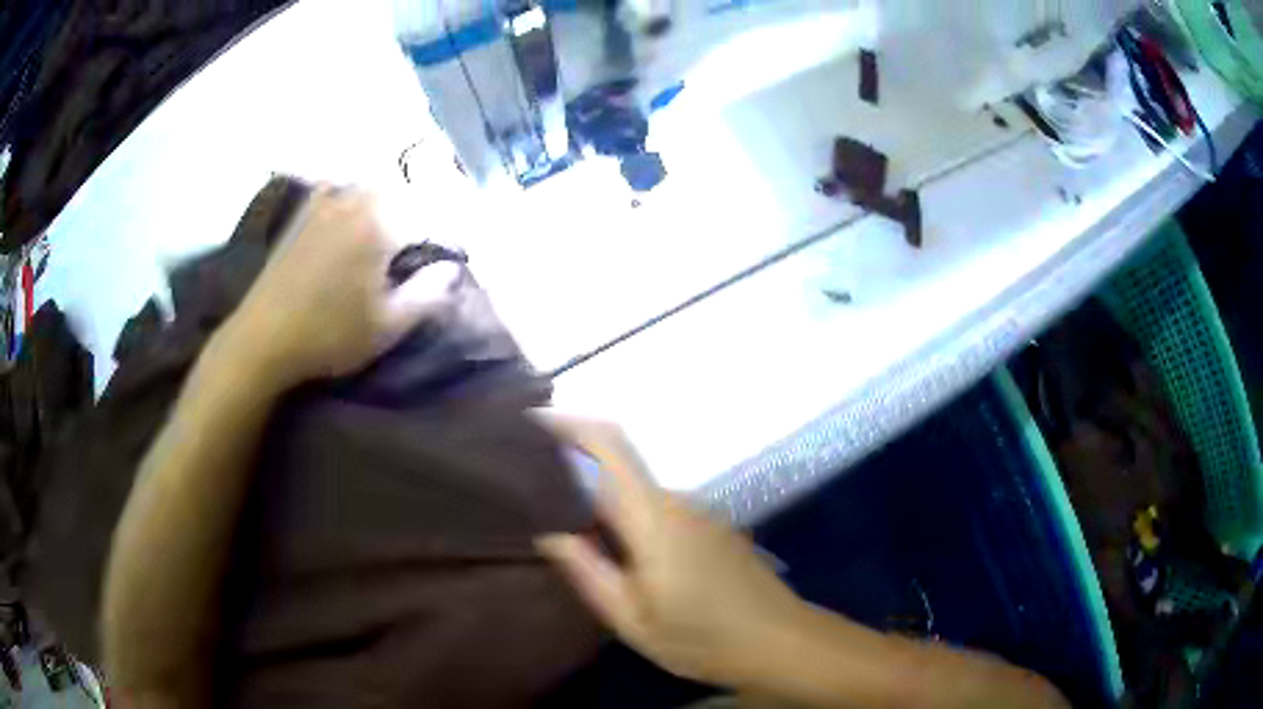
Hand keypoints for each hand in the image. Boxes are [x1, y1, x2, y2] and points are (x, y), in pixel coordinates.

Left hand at [224, 185, 457, 386]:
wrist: (264, 337)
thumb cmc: (329, 335)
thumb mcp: (387, 326)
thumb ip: (427, 295)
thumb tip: (452, 269)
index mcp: (381, 224)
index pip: (430, 218)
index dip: (447, 237)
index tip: (452, 257)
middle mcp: (355, 201)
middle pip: (401, 192)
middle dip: (419, 211)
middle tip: (422, 241)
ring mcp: (325, 202)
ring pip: (369, 185)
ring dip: (387, 199)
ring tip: (390, 225)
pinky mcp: (303, 212)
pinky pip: (336, 187)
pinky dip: (350, 193)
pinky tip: (349, 210)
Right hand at [535, 414, 805, 688]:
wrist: (781, 641)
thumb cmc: (703, 639)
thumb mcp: (633, 619)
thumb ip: (588, 570)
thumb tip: (549, 530)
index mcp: (653, 518)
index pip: (607, 447)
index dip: (568, 426)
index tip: (530, 425)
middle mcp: (676, 501)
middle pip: (617, 466)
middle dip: (574, 470)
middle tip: (535, 499)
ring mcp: (699, 512)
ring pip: (636, 491)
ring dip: (601, 500)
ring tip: (571, 532)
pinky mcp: (711, 526)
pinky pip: (657, 508)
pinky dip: (628, 517)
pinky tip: (619, 552)